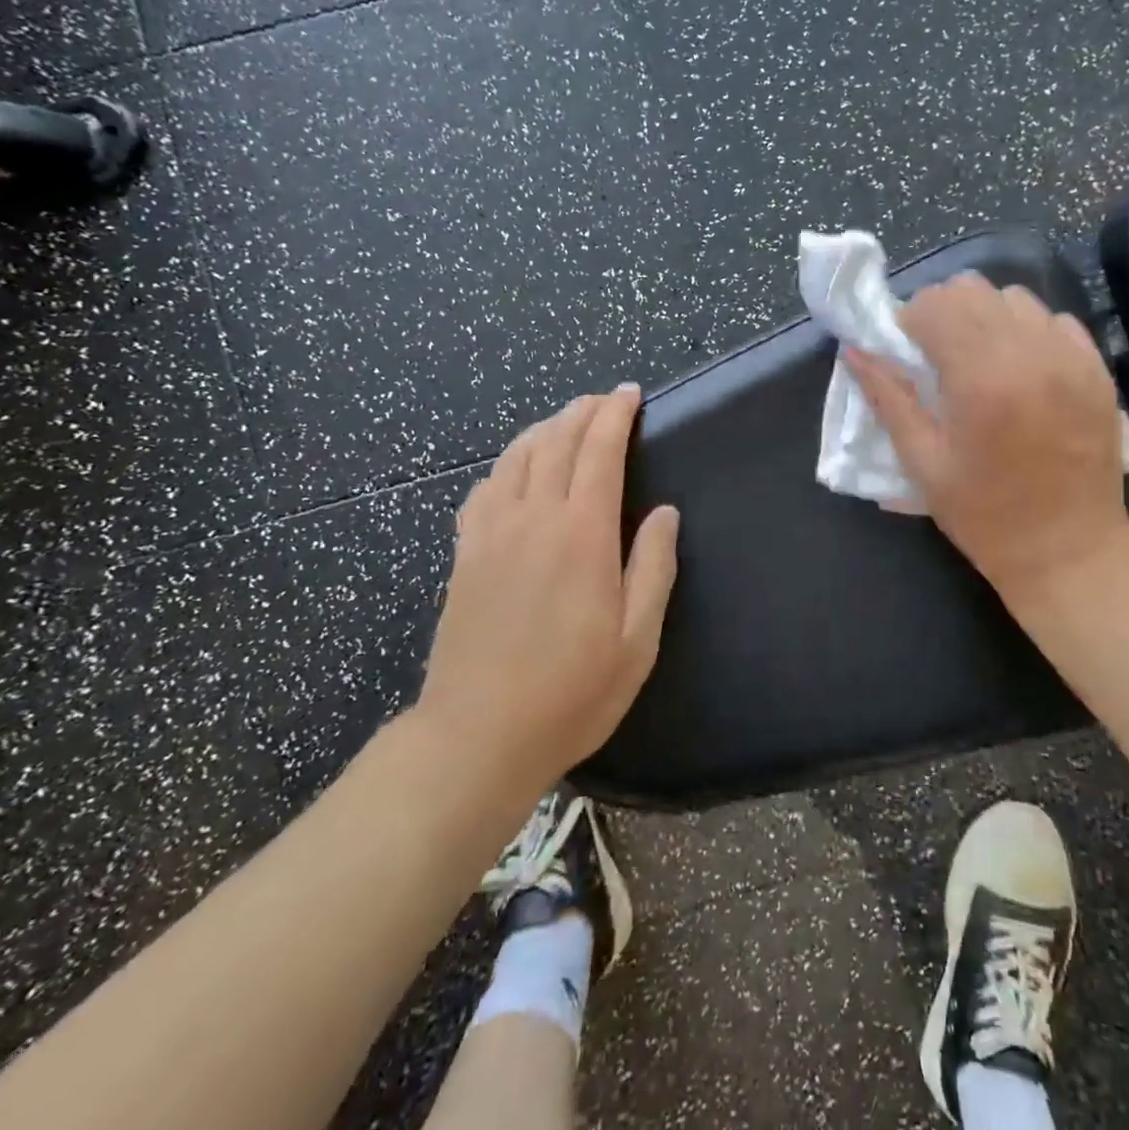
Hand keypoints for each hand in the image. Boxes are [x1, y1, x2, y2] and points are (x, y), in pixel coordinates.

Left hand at [416, 385, 679, 791]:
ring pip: (515, 456)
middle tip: (603, 400)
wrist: (477, 735)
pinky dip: (506, 462)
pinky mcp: (465, 553)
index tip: (629, 393)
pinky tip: (515, 469)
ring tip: (565, 421)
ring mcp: (491, 533)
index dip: (614, 415)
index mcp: (581, 534)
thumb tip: (663, 513)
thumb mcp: (637, 640)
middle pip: (555, 441)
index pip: (598, 451)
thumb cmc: (572, 692)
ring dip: (544, 428)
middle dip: (582, 411)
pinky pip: (484, 487)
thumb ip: (653, 567)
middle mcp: (532, 518)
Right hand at [848, 274, 1128, 605]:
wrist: (1070, 550)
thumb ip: (887, 399)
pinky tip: (1019, 371)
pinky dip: (1026, 332)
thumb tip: (854, 351)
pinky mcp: (1097, 369)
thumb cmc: (984, 515)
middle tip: (936, 355)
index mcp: (981, 381)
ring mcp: (1071, 358)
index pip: (936, 305)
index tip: (906, 353)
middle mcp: (1030, 355)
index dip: (910, 321)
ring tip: (979, 362)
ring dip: (985, 318)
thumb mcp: (922, 464)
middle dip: (943, 312)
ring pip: (1014, 298)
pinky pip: (1053, 320)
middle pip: (973, 289)